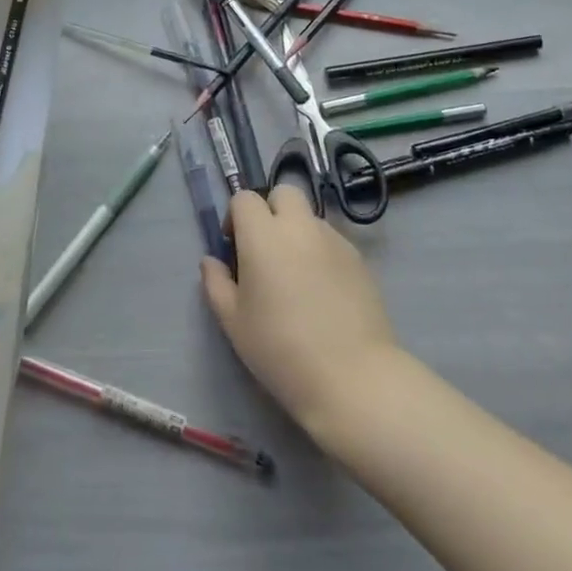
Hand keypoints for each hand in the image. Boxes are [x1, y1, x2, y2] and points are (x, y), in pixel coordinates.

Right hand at [201, 186, 401, 443]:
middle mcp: (300, 227)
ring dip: (297, 232)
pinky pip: (332, 240)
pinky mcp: (359, 259)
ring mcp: (334, 240)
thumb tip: (212, 261)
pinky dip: (320, 251)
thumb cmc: (281, 349)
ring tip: (295, 275)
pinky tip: (321, 290)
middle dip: (270, 210)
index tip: (234, 247)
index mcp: (263, 235)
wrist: (352, 377)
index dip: (236, 216)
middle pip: (284, 193)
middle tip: (265, 249)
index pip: (245, 198)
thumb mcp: (234, 322)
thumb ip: (216, 283)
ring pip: (310, 217)